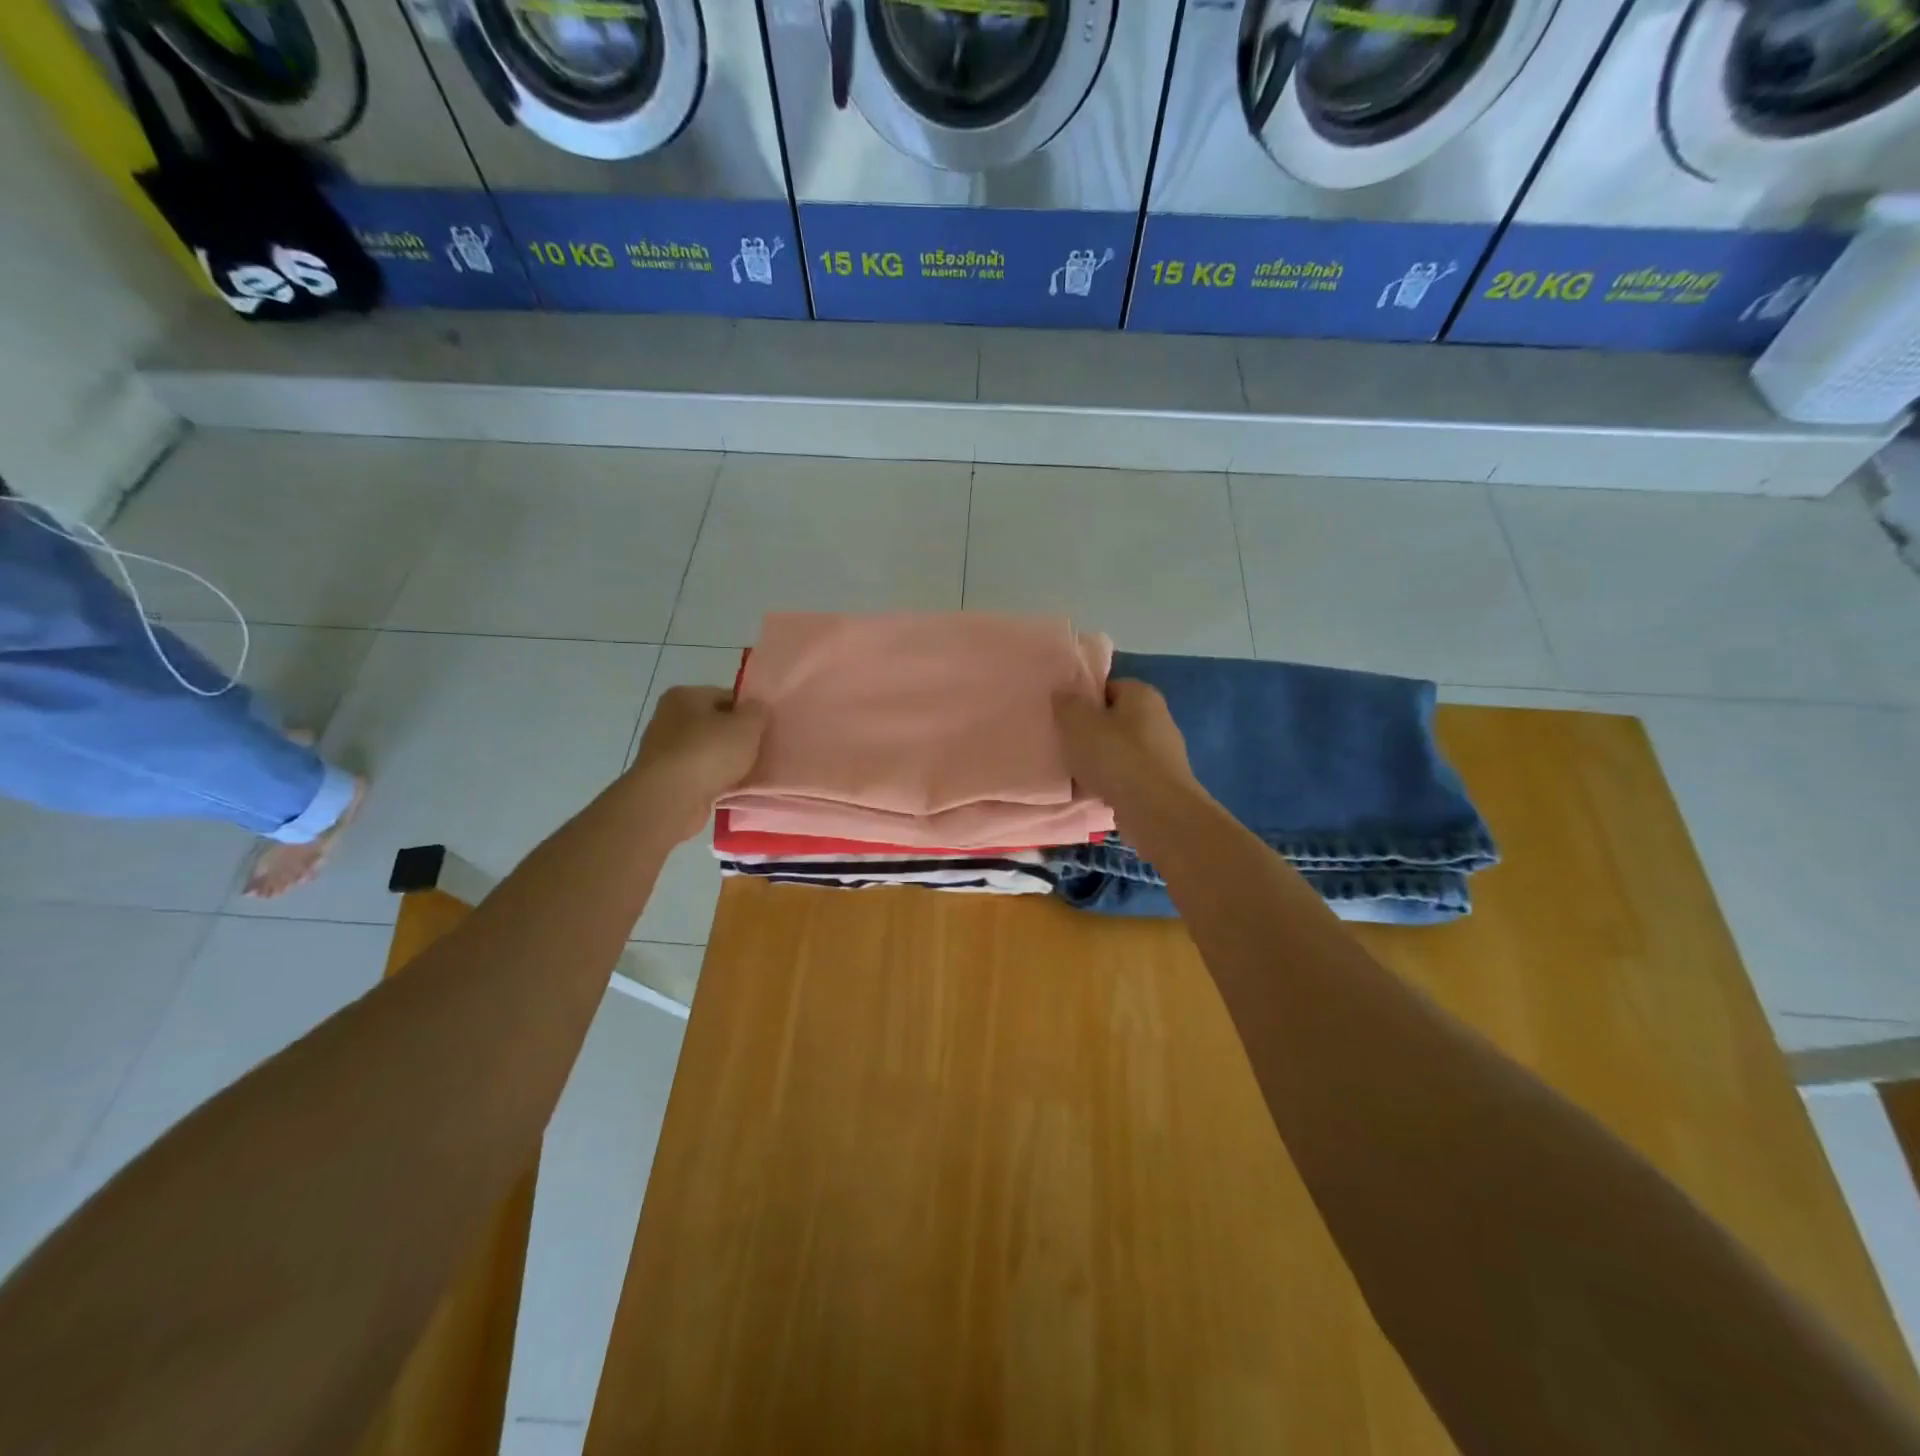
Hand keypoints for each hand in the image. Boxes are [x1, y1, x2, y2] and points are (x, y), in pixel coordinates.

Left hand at [629, 686, 766, 840]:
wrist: (670, 798)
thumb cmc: (709, 752)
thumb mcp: (747, 725)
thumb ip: (757, 712)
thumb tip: (756, 709)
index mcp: (684, 696)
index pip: (725, 696)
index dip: (748, 711)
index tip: (764, 729)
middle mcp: (668, 718)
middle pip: (714, 724)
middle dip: (736, 738)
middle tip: (759, 751)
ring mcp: (663, 750)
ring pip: (706, 751)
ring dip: (725, 761)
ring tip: (746, 773)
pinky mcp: (664, 778)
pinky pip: (698, 774)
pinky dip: (713, 779)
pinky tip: (728, 788)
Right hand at [1053, 679, 1195, 807]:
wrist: (1157, 811)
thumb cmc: (1116, 758)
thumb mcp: (1078, 724)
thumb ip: (1067, 704)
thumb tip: (1063, 691)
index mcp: (1142, 694)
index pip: (1107, 687)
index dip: (1083, 701)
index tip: (1063, 719)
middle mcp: (1159, 717)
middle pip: (1114, 719)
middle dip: (1091, 732)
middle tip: (1067, 746)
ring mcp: (1164, 752)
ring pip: (1121, 750)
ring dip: (1101, 760)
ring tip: (1077, 773)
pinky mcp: (1163, 782)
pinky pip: (1129, 775)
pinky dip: (1113, 781)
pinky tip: (1096, 793)